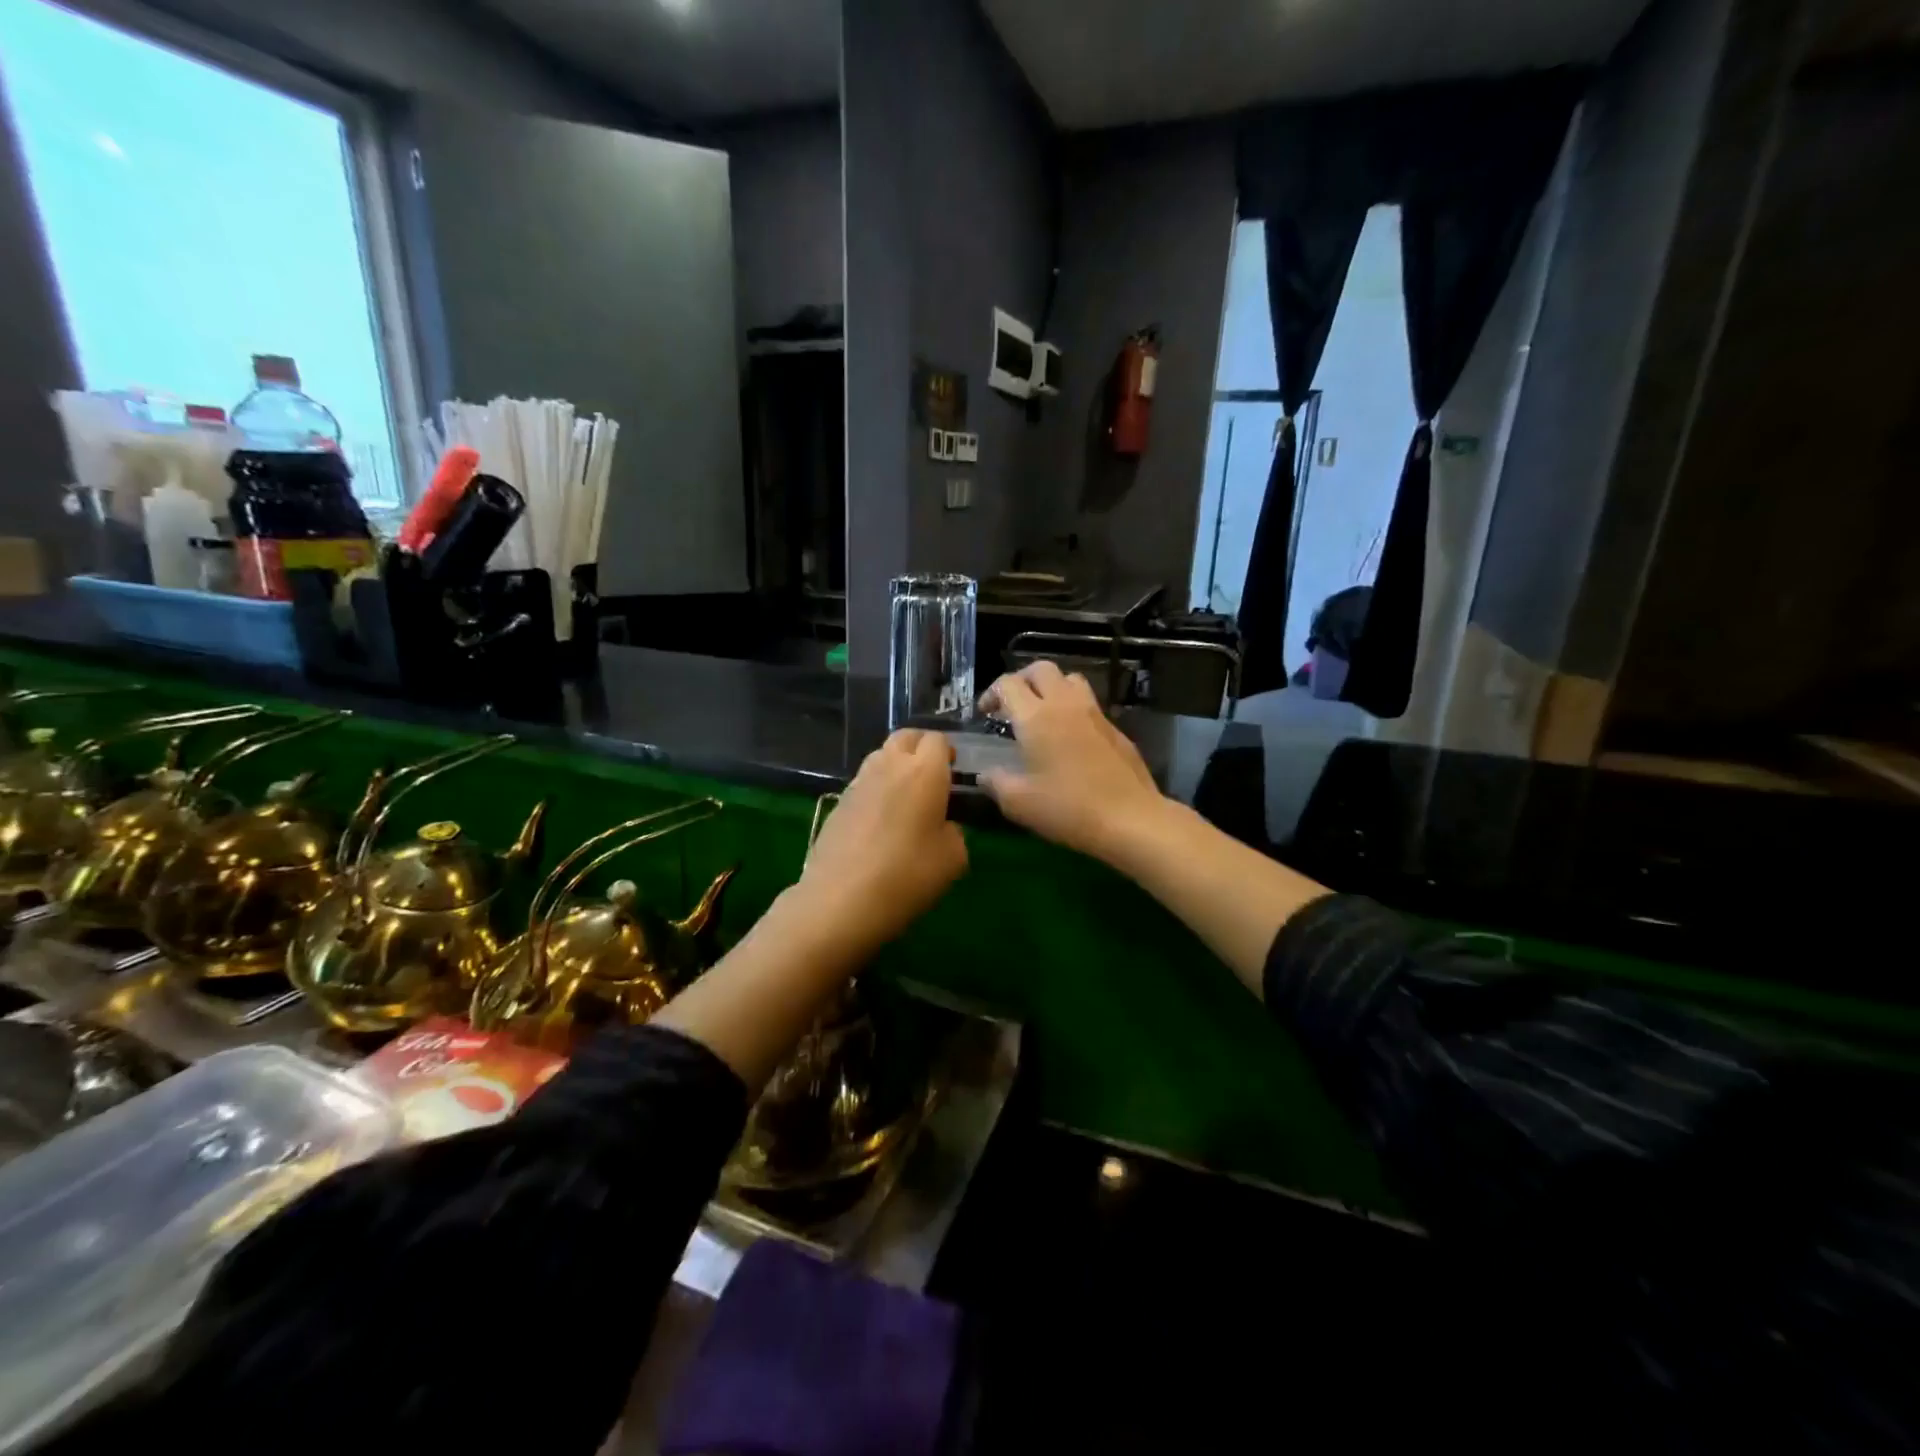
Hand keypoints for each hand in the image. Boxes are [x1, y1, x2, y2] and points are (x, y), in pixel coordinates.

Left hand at [793, 728, 967, 952]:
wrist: (839, 901)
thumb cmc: (906, 876)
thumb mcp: (953, 859)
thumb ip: (954, 831)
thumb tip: (943, 825)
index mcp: (924, 772)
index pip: (937, 740)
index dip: (947, 753)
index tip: (954, 774)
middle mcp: (889, 766)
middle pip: (906, 737)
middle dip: (921, 749)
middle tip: (932, 778)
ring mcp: (858, 782)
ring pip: (881, 756)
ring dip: (896, 766)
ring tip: (906, 799)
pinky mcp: (838, 802)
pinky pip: (864, 782)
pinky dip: (877, 789)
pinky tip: (880, 821)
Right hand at [978, 661, 1168, 861]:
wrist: (1130, 819)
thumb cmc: (1068, 808)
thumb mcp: (1019, 803)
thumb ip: (996, 783)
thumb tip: (985, 774)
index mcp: (1036, 717)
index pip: (1008, 684)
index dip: (991, 694)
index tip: (984, 714)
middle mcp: (1065, 704)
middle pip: (1040, 669)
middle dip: (1021, 680)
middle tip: (1012, 704)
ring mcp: (1095, 713)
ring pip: (1070, 679)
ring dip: (1051, 687)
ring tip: (1042, 712)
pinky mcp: (1115, 729)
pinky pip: (1089, 704)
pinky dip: (1073, 709)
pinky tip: (1070, 738)